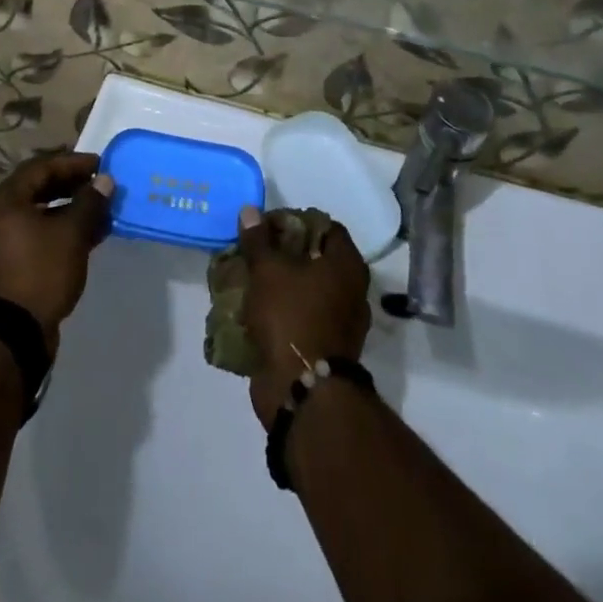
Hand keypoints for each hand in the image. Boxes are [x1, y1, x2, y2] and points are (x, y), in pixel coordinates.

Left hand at [0, 153, 113, 354]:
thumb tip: (104, 180)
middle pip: (36, 190)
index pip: (40, 168)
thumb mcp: (71, 235)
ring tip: (98, 216)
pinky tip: (83, 241)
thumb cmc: (39, 273)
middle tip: (99, 188)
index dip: (72, 163)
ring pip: (37, 217)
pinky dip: (57, 234)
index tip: (100, 165)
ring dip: (68, 213)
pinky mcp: (4, 269)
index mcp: (4, 201)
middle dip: (71, 187)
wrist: (9, 338)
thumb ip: (89, 203)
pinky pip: (33, 238)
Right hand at [237, 206, 371, 424]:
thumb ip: (258, 240)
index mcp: (347, 265)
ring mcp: (342, 323)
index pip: (326, 226)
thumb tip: (250, 211)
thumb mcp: (268, 270)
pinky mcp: (326, 349)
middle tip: (256, 252)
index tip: (268, 226)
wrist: (303, 390)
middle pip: (316, 259)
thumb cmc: (292, 316)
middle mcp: (352, 291)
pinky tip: (257, 310)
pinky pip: (303, 319)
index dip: (296, 221)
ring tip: (252, 280)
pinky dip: (284, 313)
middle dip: (285, 254)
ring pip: (308, 291)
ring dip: (283, 285)